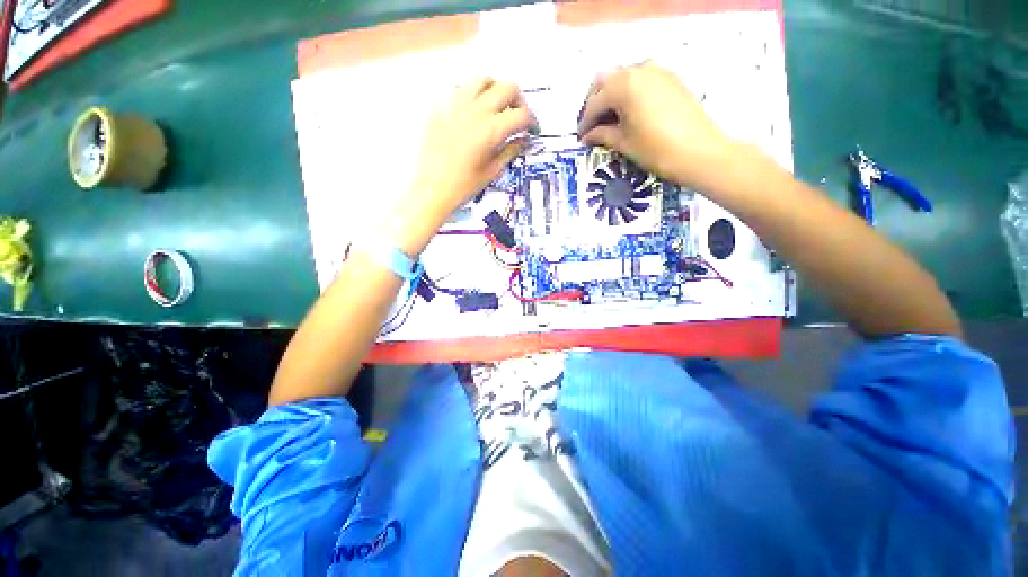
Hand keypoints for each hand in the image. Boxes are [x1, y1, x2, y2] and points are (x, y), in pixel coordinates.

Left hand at [407, 78, 536, 223]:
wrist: (431, 190)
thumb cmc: (463, 187)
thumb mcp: (492, 171)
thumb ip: (510, 151)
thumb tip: (522, 139)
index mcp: (491, 130)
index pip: (521, 115)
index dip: (532, 122)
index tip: (533, 130)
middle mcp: (476, 111)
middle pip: (507, 88)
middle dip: (519, 101)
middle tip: (519, 118)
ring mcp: (456, 106)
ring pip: (483, 80)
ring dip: (496, 90)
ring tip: (497, 108)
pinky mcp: (441, 108)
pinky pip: (460, 90)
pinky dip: (473, 96)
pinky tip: (473, 112)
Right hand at [577, 62, 734, 188]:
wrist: (700, 152)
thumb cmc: (657, 150)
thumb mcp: (624, 143)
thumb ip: (602, 134)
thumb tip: (587, 136)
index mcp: (624, 85)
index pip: (595, 102)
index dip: (585, 122)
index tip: (580, 138)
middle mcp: (639, 69)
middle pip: (606, 82)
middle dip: (595, 104)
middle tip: (592, 127)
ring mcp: (657, 70)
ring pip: (623, 78)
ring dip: (611, 97)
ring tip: (609, 121)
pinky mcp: (670, 78)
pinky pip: (640, 80)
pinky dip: (629, 93)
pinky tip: (628, 113)